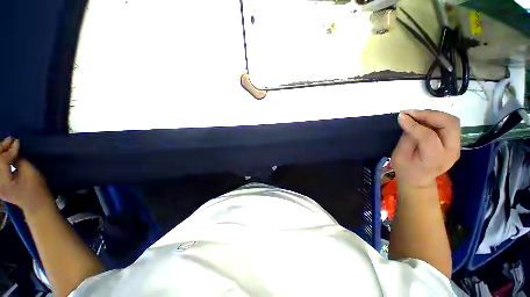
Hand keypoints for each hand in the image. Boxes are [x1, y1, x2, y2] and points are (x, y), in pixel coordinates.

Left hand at [0, 137, 53, 214]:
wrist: (35, 203)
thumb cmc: (36, 188)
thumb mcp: (29, 172)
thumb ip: (18, 159)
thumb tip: (14, 146)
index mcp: (3, 183)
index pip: (1, 161)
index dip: (8, 150)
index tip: (17, 141)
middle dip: (0, 149)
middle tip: (10, 140)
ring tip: (7, 144)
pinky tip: (4, 153)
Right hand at [391, 110, 460, 188]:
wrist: (419, 180)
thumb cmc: (405, 169)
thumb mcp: (399, 155)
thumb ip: (407, 137)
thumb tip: (407, 119)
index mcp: (435, 159)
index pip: (429, 137)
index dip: (414, 124)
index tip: (402, 116)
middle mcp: (451, 151)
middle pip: (449, 124)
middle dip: (430, 114)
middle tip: (411, 113)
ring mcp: (456, 146)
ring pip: (452, 121)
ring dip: (434, 115)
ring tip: (416, 115)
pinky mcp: (455, 142)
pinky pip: (449, 124)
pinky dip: (436, 118)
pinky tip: (423, 119)